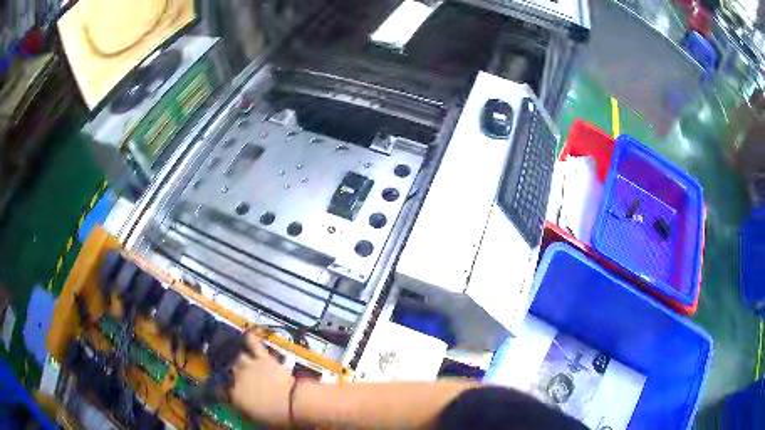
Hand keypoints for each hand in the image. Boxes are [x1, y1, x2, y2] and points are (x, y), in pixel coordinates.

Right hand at [229, 331, 294, 424]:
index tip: (225, 390)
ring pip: (238, 357)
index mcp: (234, 395)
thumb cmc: (275, 416)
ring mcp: (249, 365)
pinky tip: (248, 335)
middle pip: (230, 370)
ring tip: (241, 358)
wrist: (292, 403)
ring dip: (240, 358)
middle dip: (233, 372)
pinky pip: (254, 344)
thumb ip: (243, 406)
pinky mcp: (263, 357)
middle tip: (237, 374)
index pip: (222, 390)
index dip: (224, 389)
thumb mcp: (254, 416)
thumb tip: (239, 402)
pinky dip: (251, 339)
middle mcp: (237, 377)